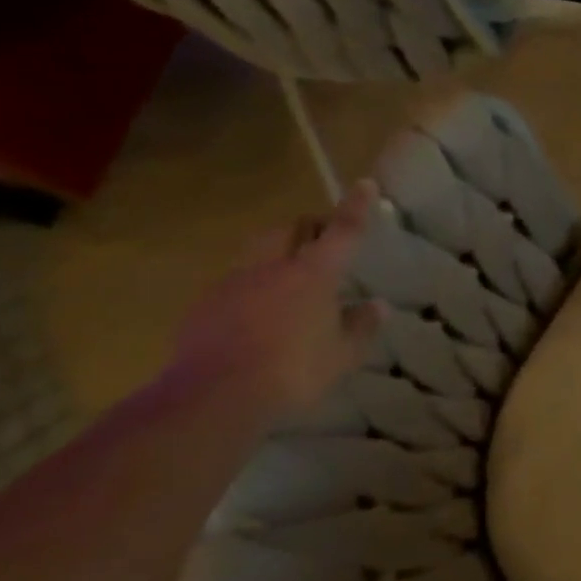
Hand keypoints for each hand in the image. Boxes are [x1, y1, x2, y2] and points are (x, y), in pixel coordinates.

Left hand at [168, 181, 384, 422]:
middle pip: (288, 229)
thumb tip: (377, 306)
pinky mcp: (204, 306)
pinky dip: (253, 285)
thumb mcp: (342, 354)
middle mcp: (270, 267)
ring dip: (277, 253)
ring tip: (290, 278)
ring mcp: (232, 284)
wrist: (214, 397)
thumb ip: (360, 326)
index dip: (355, 207)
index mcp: (312, 275)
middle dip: (308, 227)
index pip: (341, 231)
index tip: (365, 183)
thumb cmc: (294, 371)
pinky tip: (259, 314)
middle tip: (324, 241)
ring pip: (257, 251)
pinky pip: (235, 282)